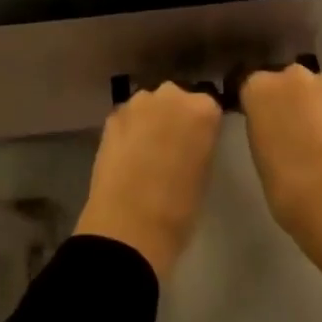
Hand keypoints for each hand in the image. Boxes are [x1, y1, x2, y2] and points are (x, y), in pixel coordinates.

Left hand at [74, 82, 221, 280]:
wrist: (128, 227)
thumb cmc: (178, 209)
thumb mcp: (204, 174)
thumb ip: (200, 144)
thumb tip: (191, 141)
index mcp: (202, 109)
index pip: (208, 108)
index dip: (202, 127)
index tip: (198, 145)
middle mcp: (171, 95)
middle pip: (177, 99)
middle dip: (175, 117)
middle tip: (173, 147)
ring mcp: (138, 103)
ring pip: (150, 106)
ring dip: (151, 121)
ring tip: (147, 152)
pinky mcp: (112, 116)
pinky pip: (128, 118)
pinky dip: (129, 130)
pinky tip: (128, 155)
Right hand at [239, 65, 321, 319]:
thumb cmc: (287, 190)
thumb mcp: (260, 160)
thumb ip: (263, 131)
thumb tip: (272, 128)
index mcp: (260, 88)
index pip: (248, 83)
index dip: (253, 106)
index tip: (257, 128)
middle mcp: (293, 75)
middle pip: (283, 82)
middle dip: (285, 102)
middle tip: (288, 140)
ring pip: (313, 92)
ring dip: (312, 109)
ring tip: (317, 149)